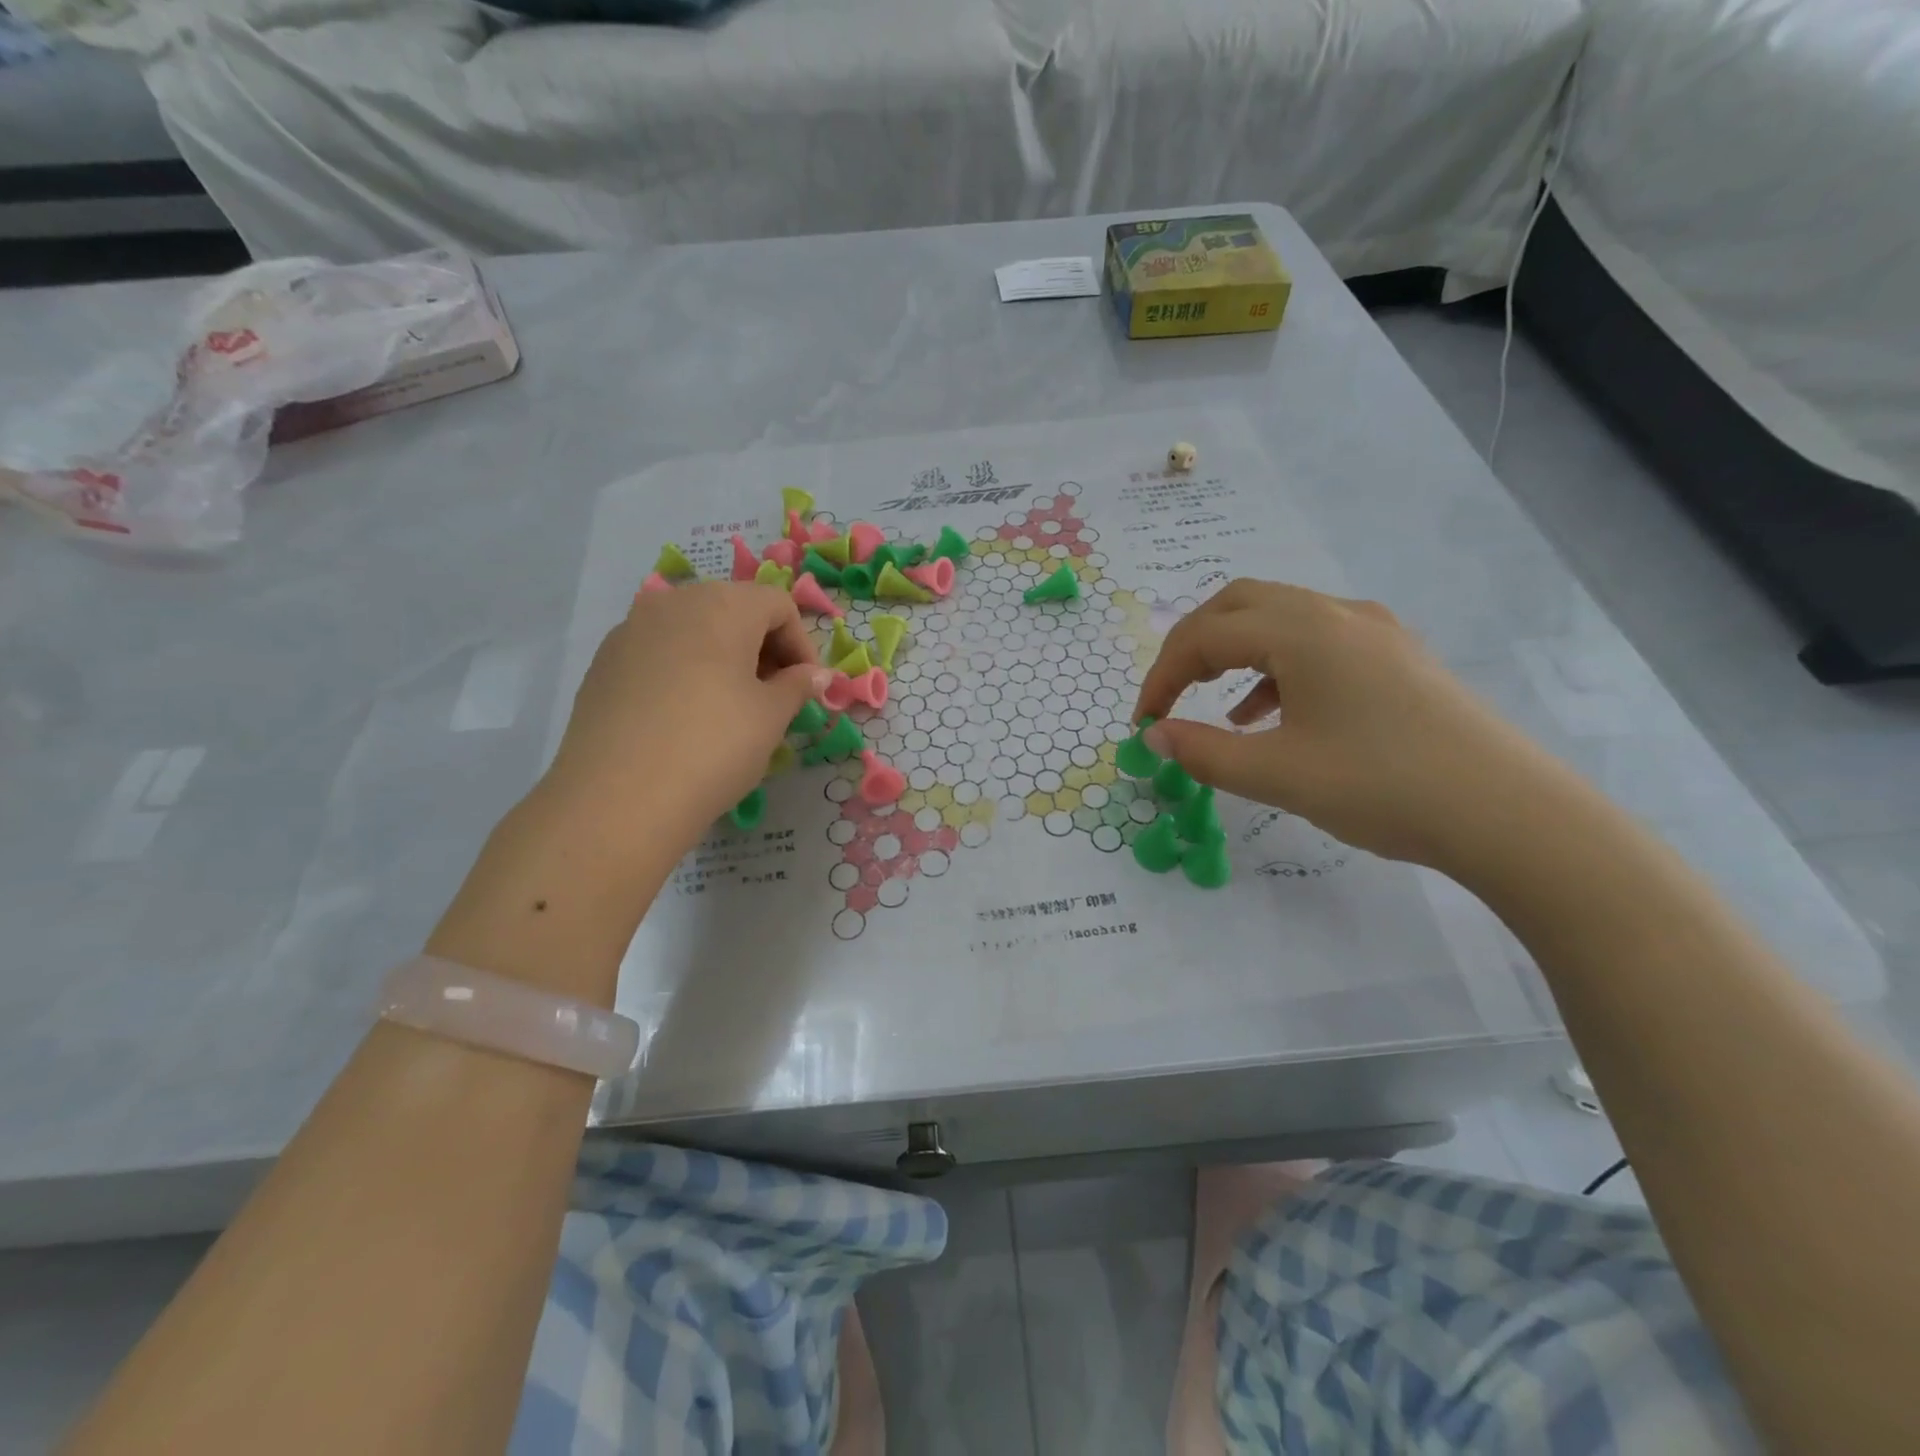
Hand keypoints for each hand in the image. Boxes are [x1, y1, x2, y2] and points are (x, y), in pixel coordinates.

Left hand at [544, 582, 830, 851]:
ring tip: (731, 707)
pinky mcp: (604, 663)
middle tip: (774, 696)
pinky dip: (685, 670)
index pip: (778, 605)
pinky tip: (686, 716)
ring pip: (693, 629)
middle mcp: (673, 603)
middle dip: (763, 647)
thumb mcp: (771, 717)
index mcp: (722, 605)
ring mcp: (630, 629)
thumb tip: (816, 675)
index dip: (802, 645)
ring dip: (724, 657)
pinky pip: (659, 652)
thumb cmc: (714, 746)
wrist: (618, 798)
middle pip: (733, 609)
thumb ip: (798, 686)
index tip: (806, 688)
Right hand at [1134, 580, 1575, 872]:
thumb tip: (1153, 736)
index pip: (1205, 634)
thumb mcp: (1278, 775)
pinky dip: (1277, 669)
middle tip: (1172, 695)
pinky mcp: (1395, 657)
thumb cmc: (1383, 787)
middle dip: (1193, 646)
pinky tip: (1273, 717)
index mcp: (1303, 632)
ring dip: (1235, 654)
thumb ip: (1203, 752)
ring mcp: (1373, 632)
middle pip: (1239, 605)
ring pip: (1280, 620)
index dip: (1162, 676)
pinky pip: (1316, 644)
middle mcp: (1336, 614)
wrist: (1509, 814)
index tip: (1144, 723)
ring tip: (1218, 710)